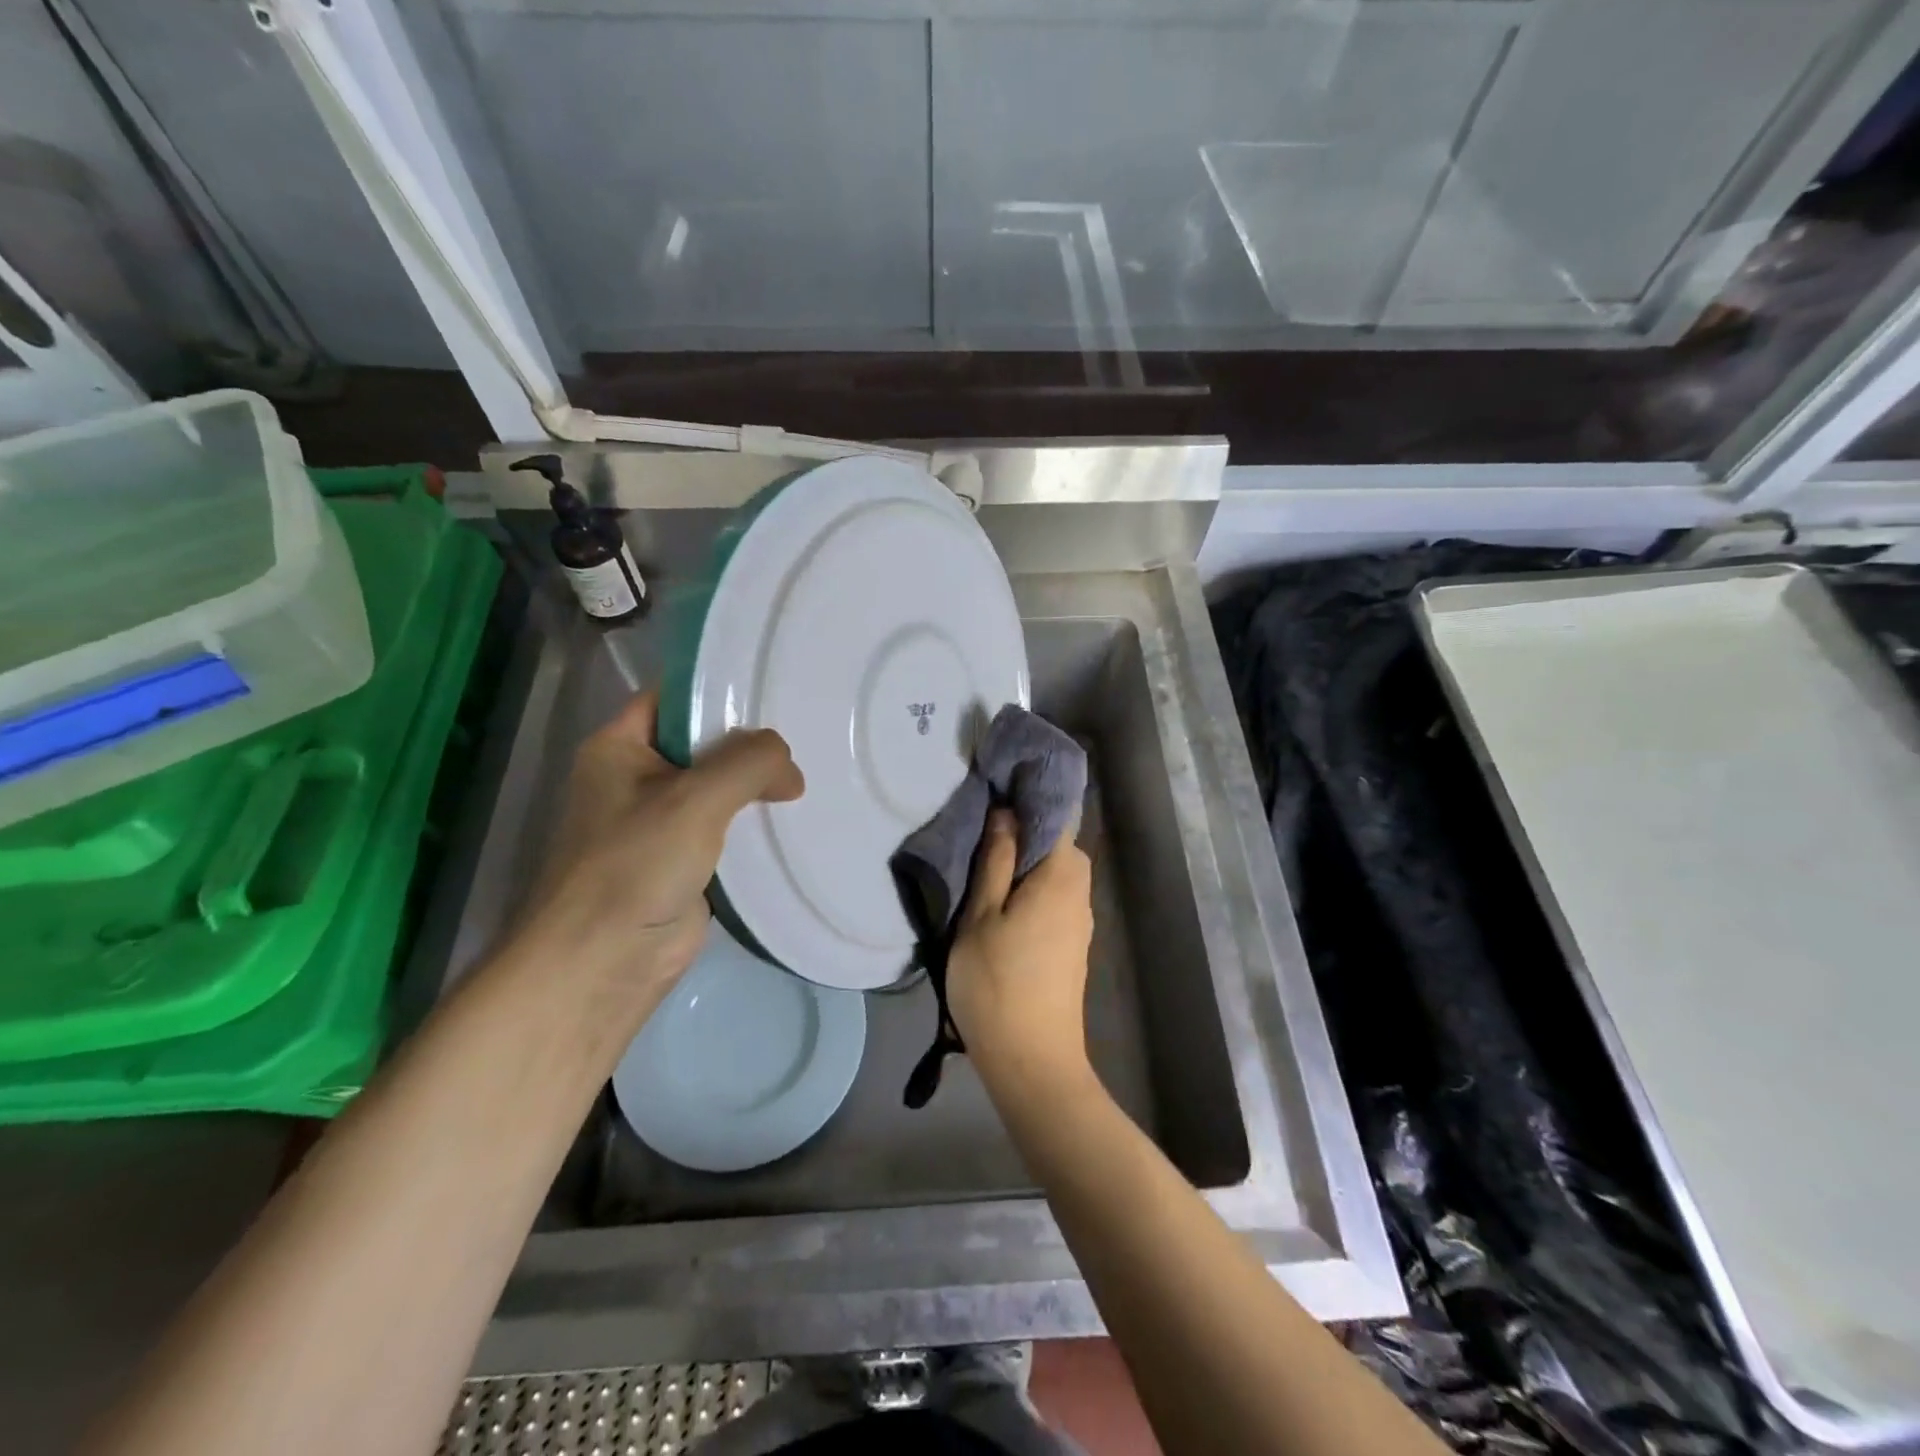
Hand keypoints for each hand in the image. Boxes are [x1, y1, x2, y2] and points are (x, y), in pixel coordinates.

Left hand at [512, 692, 803, 1020]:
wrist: (604, 964)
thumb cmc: (635, 866)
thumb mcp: (695, 799)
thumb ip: (749, 763)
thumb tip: (789, 768)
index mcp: (619, 747)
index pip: (674, 697)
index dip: (719, 689)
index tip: (776, 686)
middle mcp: (638, 777)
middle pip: (703, 742)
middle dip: (751, 741)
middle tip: (809, 731)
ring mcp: (662, 821)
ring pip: (719, 787)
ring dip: (758, 784)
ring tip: (813, 768)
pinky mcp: (684, 859)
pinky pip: (727, 827)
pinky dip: (756, 822)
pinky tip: (797, 815)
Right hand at [946, 809, 1095, 1096]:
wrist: (1032, 1062)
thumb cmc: (997, 984)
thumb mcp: (981, 916)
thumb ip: (995, 860)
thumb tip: (1006, 812)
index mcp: (1061, 875)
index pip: (1057, 815)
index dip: (1029, 798)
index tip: (997, 787)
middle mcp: (1080, 891)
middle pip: (1058, 843)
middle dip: (1025, 829)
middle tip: (981, 826)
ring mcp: (1080, 920)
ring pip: (1055, 872)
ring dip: (1026, 860)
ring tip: (984, 859)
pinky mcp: (1073, 944)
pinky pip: (1055, 896)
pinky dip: (1032, 885)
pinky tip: (1003, 897)